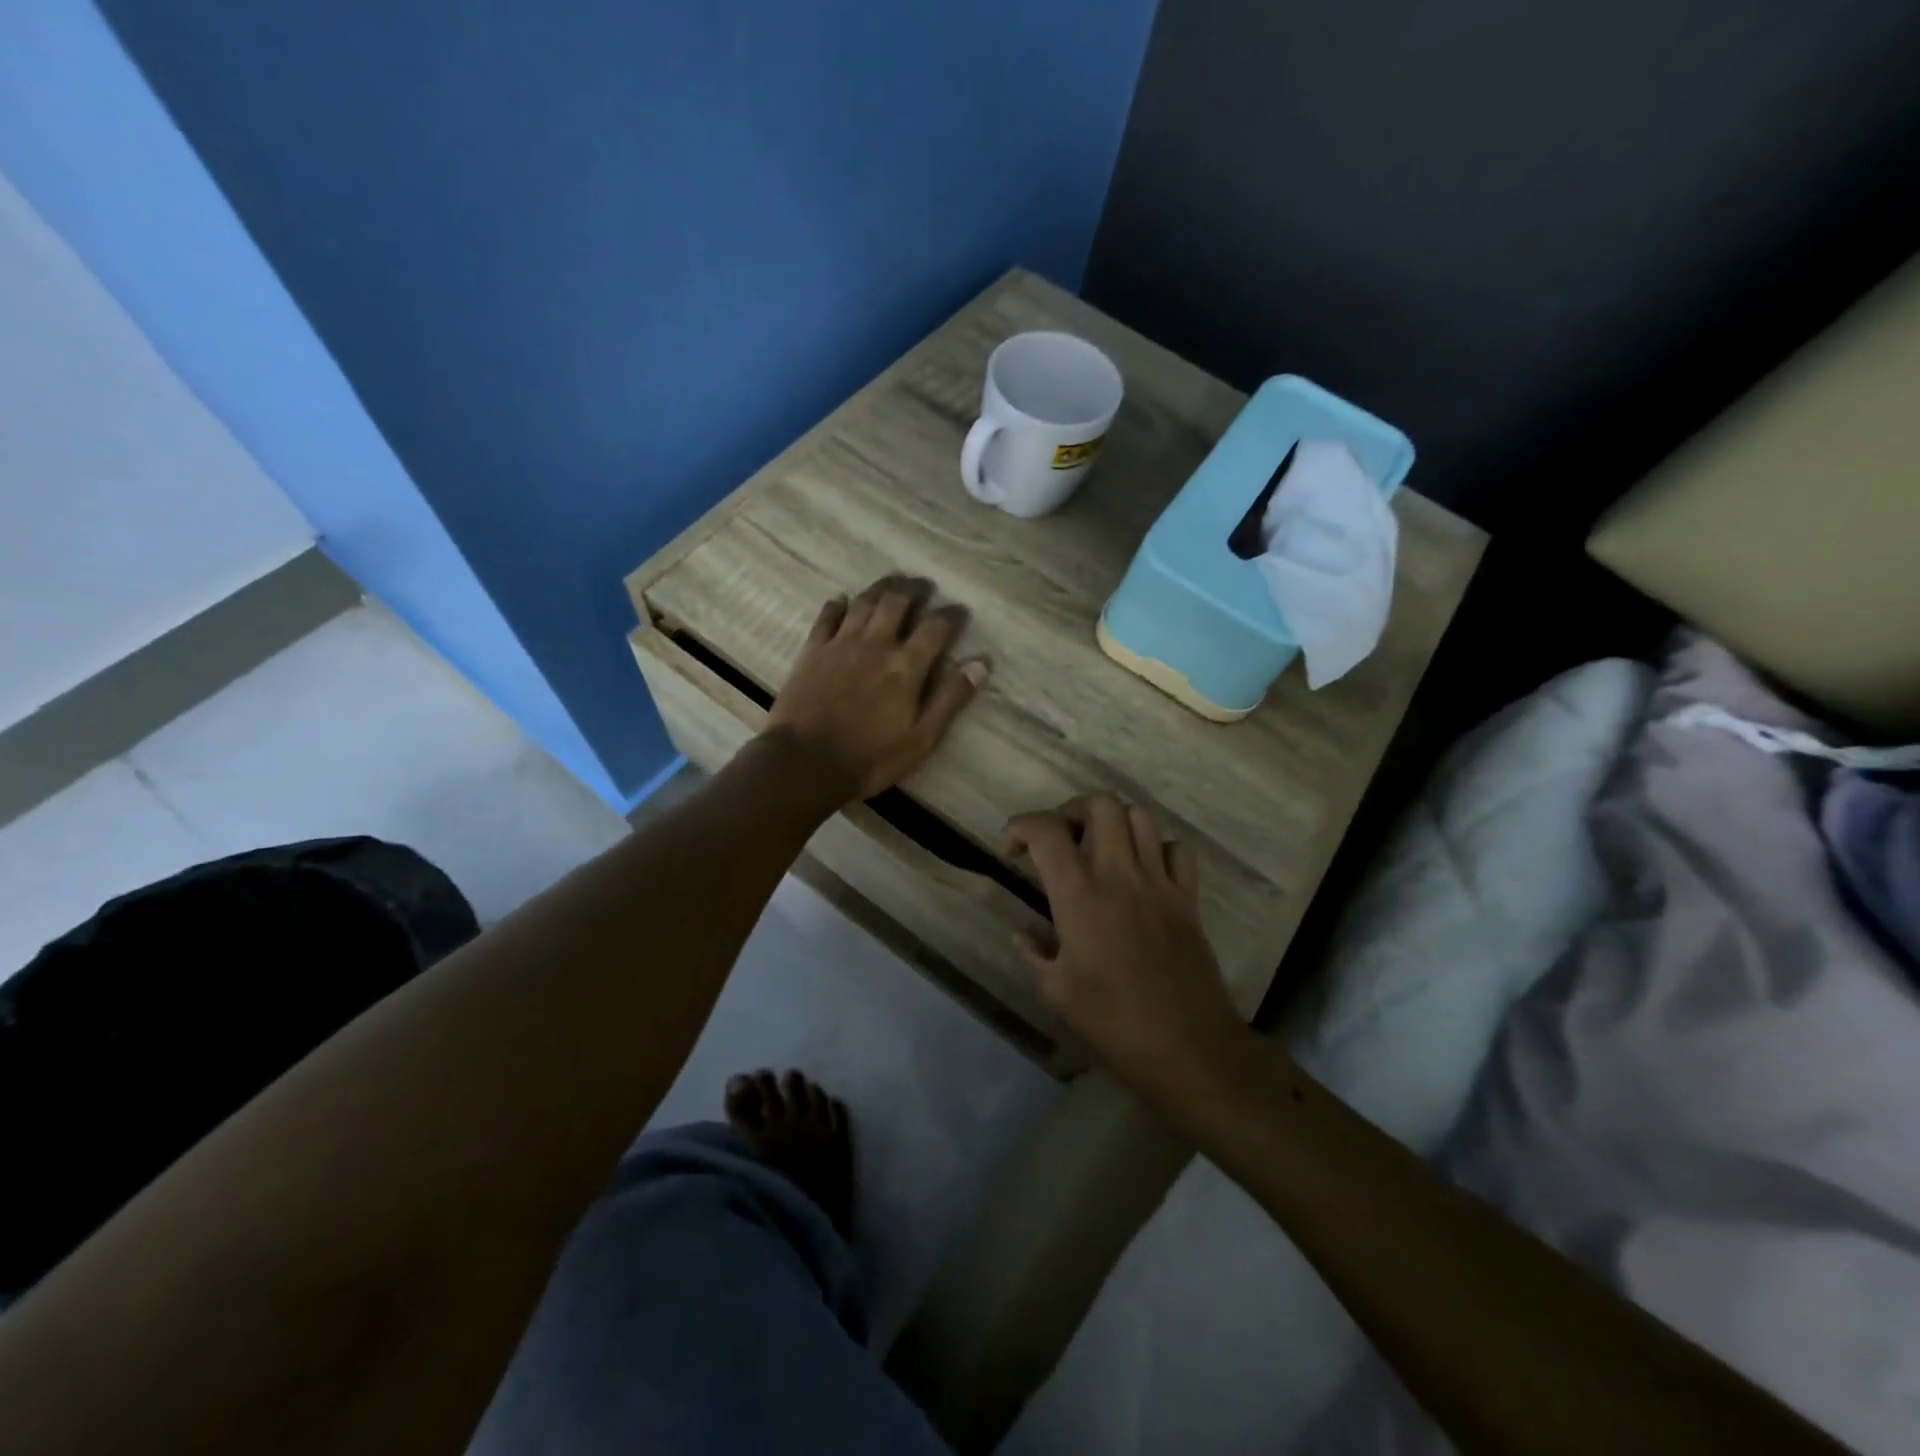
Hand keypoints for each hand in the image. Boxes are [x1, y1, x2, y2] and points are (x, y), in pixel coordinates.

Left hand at [763, 576, 988, 804]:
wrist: (805, 762)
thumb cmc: (870, 758)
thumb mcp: (922, 738)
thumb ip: (950, 699)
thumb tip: (981, 664)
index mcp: (906, 665)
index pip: (936, 627)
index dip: (951, 615)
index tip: (960, 611)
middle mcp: (875, 644)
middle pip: (897, 602)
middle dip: (914, 589)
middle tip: (924, 586)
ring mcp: (840, 644)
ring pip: (864, 602)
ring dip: (881, 589)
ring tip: (892, 584)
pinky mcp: (812, 651)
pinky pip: (827, 617)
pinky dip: (838, 605)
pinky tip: (842, 601)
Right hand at [1007, 795, 1241, 1093]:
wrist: (1189, 1049)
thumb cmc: (1113, 1023)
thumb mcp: (1055, 993)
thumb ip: (1034, 953)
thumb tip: (1023, 933)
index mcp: (1080, 895)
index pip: (1047, 831)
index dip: (1021, 826)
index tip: (1012, 847)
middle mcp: (1120, 875)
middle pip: (1101, 804)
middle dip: (1072, 809)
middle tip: (1060, 839)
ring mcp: (1160, 883)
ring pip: (1140, 816)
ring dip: (1114, 822)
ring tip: (1100, 848)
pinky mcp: (1189, 899)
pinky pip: (1178, 850)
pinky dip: (1157, 848)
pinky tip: (1144, 871)